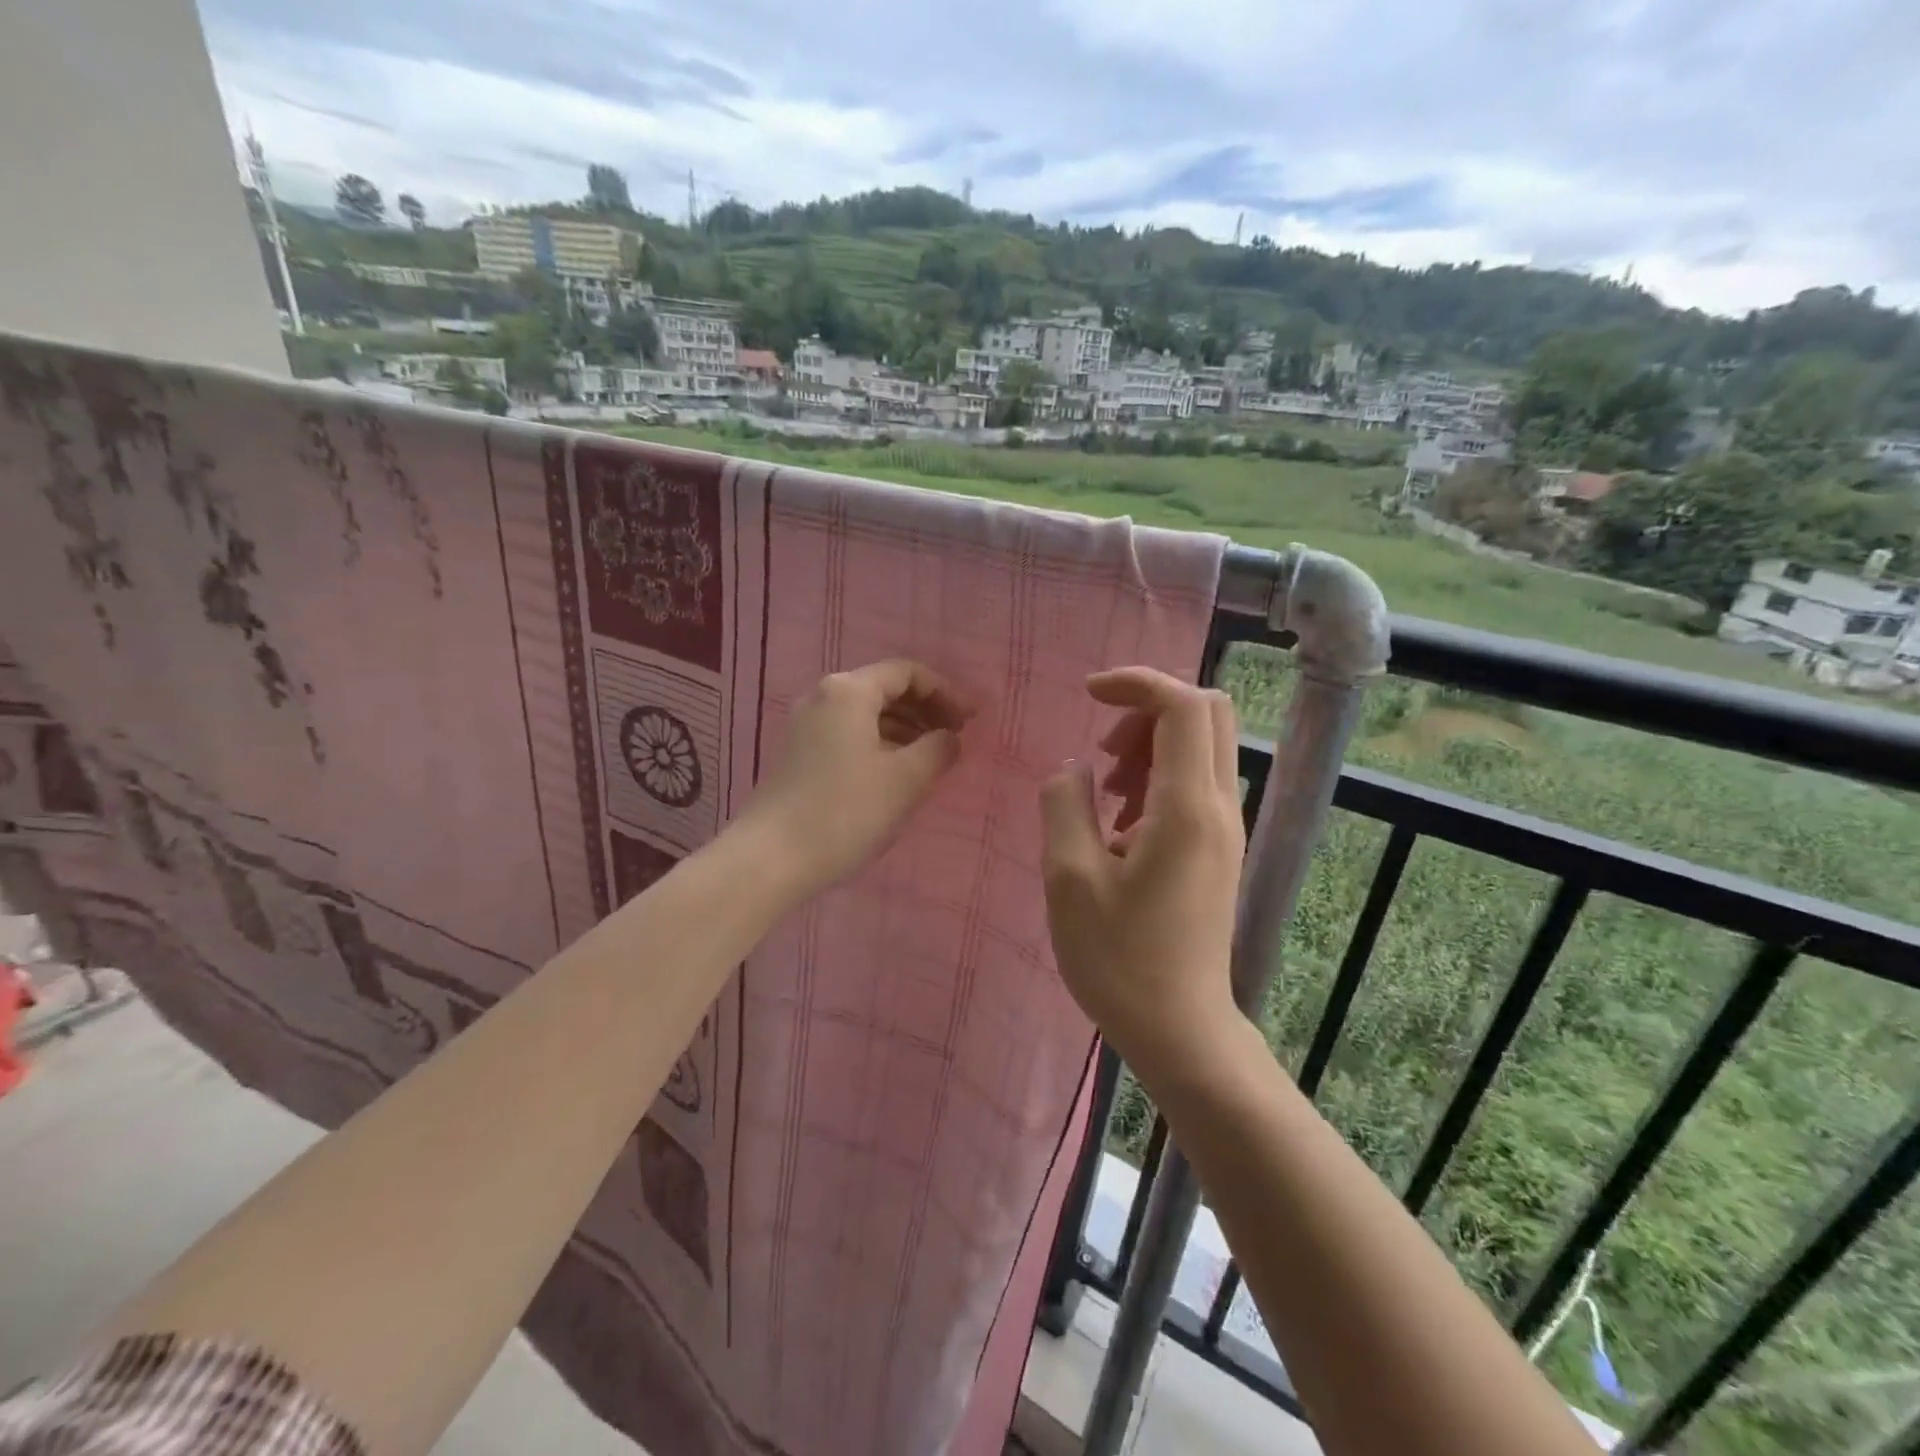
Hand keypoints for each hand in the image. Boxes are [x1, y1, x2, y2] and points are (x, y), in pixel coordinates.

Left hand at [741, 659, 972, 897]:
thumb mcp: (905, 779)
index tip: (971, 720)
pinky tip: (896, 772)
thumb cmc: (845, 811)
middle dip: (925, 709)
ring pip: (866, 714)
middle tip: (956, 736)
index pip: (907, 672)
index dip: (945, 692)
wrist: (771, 857)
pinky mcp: (798, 753)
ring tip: (932, 757)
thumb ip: (938, 749)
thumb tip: (949, 737)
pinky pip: (849, 733)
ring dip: (904, 728)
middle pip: (885, 689)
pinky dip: (880, 743)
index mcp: (849, 691)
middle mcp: (823, 696)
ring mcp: (805, 725)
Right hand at [1039, 668, 1245, 1083]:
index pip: (1182, 704)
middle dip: (1147, 711)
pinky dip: (1158, 779)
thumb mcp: (1068, 877)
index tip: (1088, 694)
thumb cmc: (1118, 959)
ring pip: (1201, 748)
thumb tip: (1073, 768)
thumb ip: (1065, 804)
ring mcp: (1226, 830)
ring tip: (1104, 795)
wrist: (1180, 1029)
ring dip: (1150, 748)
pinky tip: (1119, 827)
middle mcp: (1220, 807)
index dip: (1136, 682)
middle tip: (1102, 751)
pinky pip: (1196, 785)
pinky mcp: (1218, 850)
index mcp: (1187, 807)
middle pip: (1204, 714)